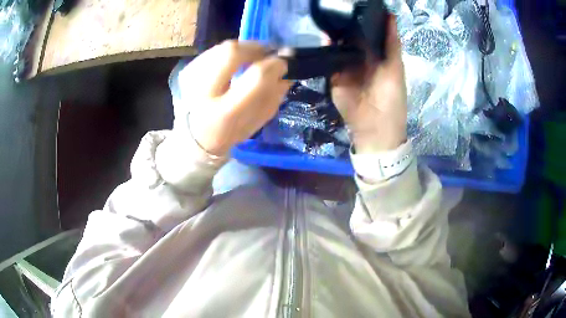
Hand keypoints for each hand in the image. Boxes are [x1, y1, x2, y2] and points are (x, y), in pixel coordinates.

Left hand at [177, 40, 290, 155]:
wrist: (192, 138)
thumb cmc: (227, 135)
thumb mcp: (255, 124)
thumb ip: (272, 97)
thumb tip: (284, 72)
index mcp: (225, 114)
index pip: (255, 78)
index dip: (273, 65)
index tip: (283, 64)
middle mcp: (203, 93)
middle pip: (231, 53)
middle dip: (255, 47)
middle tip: (268, 52)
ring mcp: (191, 79)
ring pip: (221, 48)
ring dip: (242, 49)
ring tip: (253, 56)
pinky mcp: (186, 71)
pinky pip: (212, 51)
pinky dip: (228, 53)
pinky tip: (234, 62)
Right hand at [331, 16, 406, 152]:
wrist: (374, 127)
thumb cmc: (392, 97)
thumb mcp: (395, 68)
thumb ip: (392, 43)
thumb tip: (390, 15)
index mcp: (377, 55)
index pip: (368, 32)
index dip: (363, 18)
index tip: (355, 2)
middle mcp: (360, 57)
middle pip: (351, 36)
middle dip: (345, 23)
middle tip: (336, 5)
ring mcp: (345, 66)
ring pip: (338, 46)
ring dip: (334, 34)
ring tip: (326, 15)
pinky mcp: (333, 76)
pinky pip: (328, 60)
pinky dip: (324, 49)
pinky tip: (321, 35)